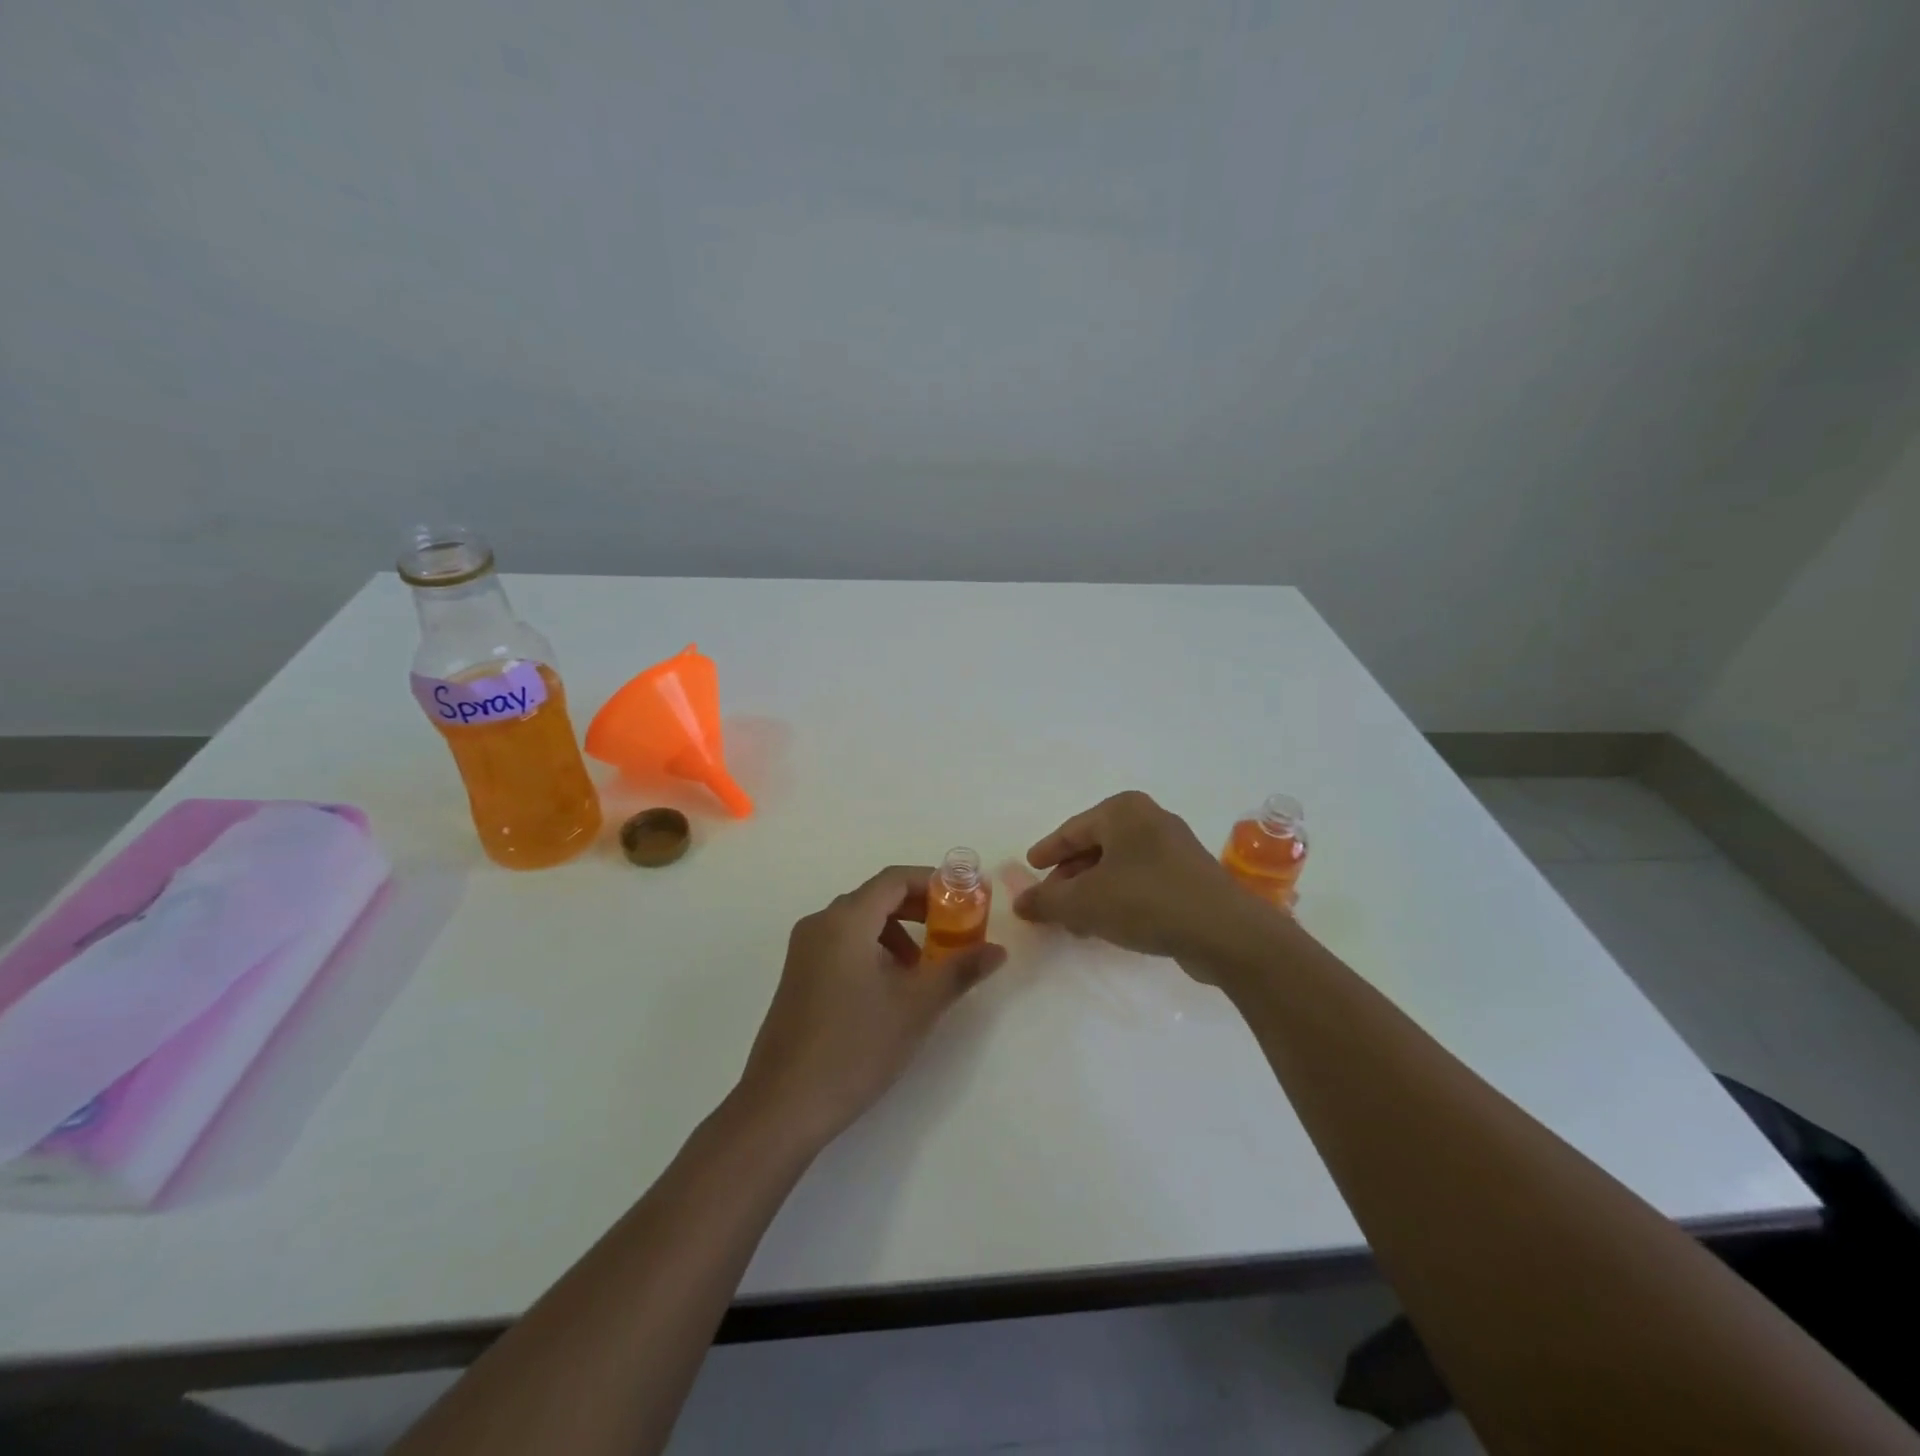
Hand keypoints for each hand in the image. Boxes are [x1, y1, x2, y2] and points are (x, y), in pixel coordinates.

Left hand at [736, 865, 1006, 1147]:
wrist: (782, 1107)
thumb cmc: (854, 1047)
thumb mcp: (916, 1007)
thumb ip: (959, 971)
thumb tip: (997, 950)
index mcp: (845, 920)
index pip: (894, 879)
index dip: (933, 883)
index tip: (966, 900)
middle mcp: (820, 925)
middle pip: (876, 897)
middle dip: (919, 910)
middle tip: (954, 932)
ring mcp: (803, 952)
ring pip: (859, 923)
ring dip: (897, 934)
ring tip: (924, 970)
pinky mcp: (797, 978)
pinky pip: (842, 945)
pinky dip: (873, 950)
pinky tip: (890, 990)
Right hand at [1013, 791, 1266, 971]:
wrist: (1225, 932)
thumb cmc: (1146, 901)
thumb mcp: (1085, 902)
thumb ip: (1047, 901)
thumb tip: (1020, 903)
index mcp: (1123, 811)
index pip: (1072, 830)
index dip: (1047, 852)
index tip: (1031, 867)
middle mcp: (1150, 819)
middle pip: (1095, 847)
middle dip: (1070, 877)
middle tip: (1051, 902)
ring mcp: (1175, 847)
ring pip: (1119, 866)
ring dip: (1094, 891)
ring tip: (1076, 922)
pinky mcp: (1191, 876)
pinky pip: (1142, 881)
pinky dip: (1120, 897)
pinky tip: (1110, 925)